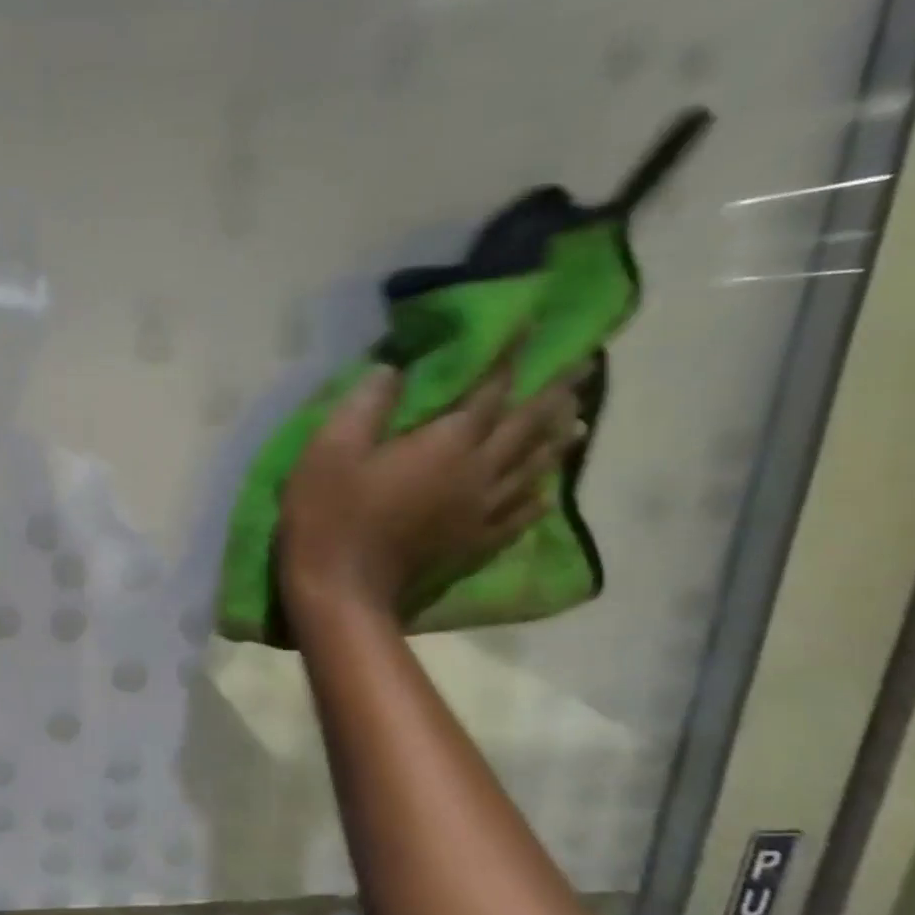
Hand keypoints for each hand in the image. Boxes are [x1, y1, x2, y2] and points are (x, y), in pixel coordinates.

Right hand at [278, 358, 582, 621]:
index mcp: (446, 444)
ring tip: (576, 419)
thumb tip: (393, 369)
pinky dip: (537, 498)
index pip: (489, 391)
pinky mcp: (471, 543)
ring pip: (531, 468)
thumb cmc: (329, 514)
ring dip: (555, 440)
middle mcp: (477, 473)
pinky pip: (518, 515)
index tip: (533, 326)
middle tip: (585, 365)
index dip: (510, 358)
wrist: (341, 588)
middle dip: (554, 392)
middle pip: (526, 427)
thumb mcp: (330, 450)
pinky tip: (546, 491)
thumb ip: (365, 405)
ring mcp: (480, 512)